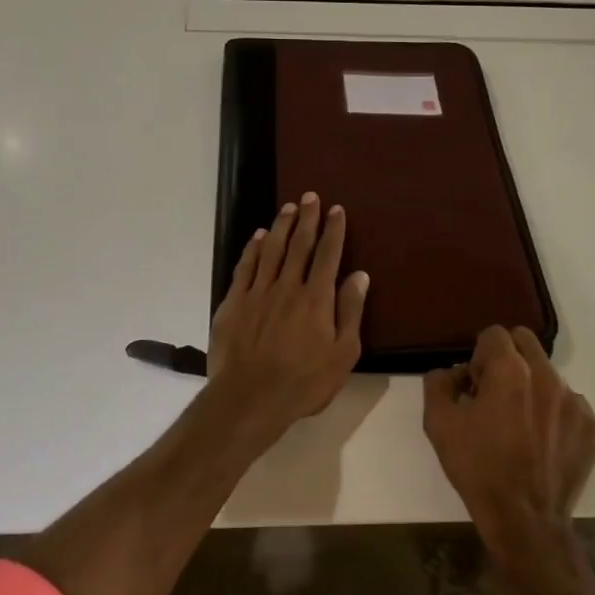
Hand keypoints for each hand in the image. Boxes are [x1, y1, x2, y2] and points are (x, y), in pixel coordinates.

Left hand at [207, 191, 369, 445]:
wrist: (250, 398)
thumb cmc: (304, 382)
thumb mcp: (342, 354)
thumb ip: (351, 311)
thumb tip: (359, 275)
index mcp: (317, 298)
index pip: (328, 255)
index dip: (334, 230)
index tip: (337, 209)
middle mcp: (288, 286)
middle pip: (299, 245)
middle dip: (308, 218)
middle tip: (311, 196)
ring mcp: (258, 292)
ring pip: (271, 250)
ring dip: (281, 226)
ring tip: (288, 208)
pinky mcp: (234, 302)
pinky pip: (245, 267)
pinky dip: (252, 249)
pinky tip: (257, 237)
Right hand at [423, 326, 594, 545]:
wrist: (524, 519)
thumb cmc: (477, 468)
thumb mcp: (438, 423)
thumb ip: (438, 383)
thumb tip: (454, 373)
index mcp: (510, 370)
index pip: (494, 334)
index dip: (479, 356)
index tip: (475, 384)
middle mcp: (547, 376)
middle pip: (525, 342)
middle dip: (507, 359)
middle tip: (494, 394)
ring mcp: (575, 402)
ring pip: (548, 374)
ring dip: (531, 386)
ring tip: (519, 424)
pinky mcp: (591, 427)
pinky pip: (569, 404)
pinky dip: (553, 413)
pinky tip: (540, 442)